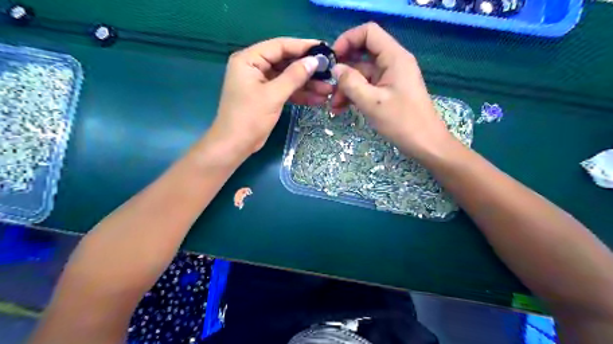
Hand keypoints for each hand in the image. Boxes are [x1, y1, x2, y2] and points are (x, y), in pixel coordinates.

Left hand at [211, 37, 334, 157]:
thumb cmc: (249, 118)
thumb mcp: (273, 95)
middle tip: (329, 72)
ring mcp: (260, 83)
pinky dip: (299, 95)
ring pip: (287, 78)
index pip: (279, 46)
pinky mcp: (266, 96)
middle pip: (285, 62)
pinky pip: (285, 91)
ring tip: (328, 90)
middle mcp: (254, 67)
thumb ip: (294, 76)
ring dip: (307, 85)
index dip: (303, 47)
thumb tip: (314, 61)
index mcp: (249, 60)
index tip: (324, 49)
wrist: (235, 145)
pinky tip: (317, 99)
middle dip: (307, 70)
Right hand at [329, 23, 450, 156]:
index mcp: (394, 57)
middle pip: (362, 55)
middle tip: (328, 88)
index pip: (368, 33)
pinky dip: (354, 95)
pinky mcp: (388, 92)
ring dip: (346, 88)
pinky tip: (341, 109)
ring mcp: (390, 78)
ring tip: (333, 107)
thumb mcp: (372, 102)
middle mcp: (392, 63)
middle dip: (343, 71)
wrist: (425, 144)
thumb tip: (336, 69)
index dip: (348, 40)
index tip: (332, 59)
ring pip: (362, 74)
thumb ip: (351, 83)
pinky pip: (367, 87)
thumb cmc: (401, 122)